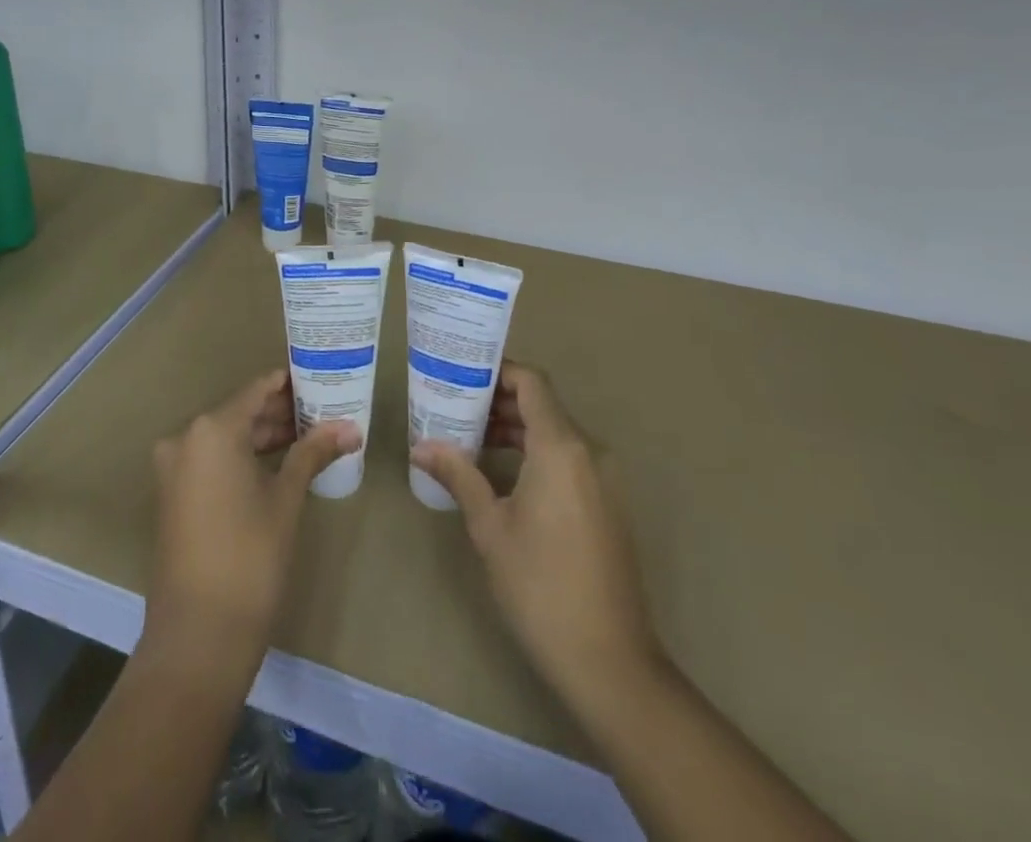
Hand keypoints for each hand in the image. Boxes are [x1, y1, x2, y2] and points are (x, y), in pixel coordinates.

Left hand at [147, 369, 360, 659]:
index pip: (256, 390)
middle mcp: (186, 438)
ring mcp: (174, 467)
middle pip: (240, 412)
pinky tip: (277, 462)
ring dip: (262, 436)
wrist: (198, 635)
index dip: (288, 383)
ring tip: (308, 435)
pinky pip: (212, 459)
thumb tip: (350, 428)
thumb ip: (313, 453)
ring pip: (226, 437)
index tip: (319, 377)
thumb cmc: (249, 557)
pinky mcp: (173, 493)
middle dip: (280, 412)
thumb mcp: (286, 499)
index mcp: (212, 429)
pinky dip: (242, 457)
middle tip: (322, 410)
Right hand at [412, 366, 661, 727]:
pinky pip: (569, 459)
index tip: (462, 375)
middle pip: (543, 405)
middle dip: (499, 402)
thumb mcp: (490, 526)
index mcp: (561, 447)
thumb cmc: (540, 584)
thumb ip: (459, 475)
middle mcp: (589, 451)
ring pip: (556, 433)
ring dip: (516, 429)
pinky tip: (503, 474)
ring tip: (471, 438)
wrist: (609, 659)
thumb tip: (421, 446)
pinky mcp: (608, 503)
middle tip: (455, 407)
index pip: (532, 383)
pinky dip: (537, 453)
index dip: (498, 372)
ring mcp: (604, 478)